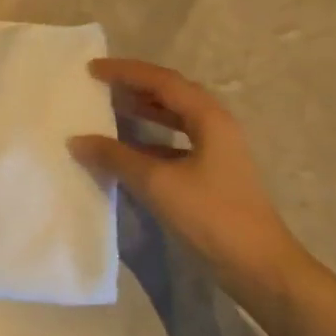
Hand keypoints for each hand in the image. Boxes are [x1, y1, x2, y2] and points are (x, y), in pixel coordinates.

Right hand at [69, 58, 312, 299]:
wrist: (258, 265)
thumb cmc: (210, 215)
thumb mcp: (157, 183)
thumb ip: (115, 157)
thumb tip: (77, 140)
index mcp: (209, 118)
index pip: (162, 81)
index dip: (126, 72)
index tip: (92, 69)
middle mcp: (216, 126)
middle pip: (172, 93)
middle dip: (136, 85)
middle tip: (100, 84)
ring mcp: (217, 151)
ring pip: (175, 117)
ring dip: (144, 109)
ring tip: (110, 107)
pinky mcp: (212, 173)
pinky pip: (176, 141)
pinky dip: (150, 138)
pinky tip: (129, 149)